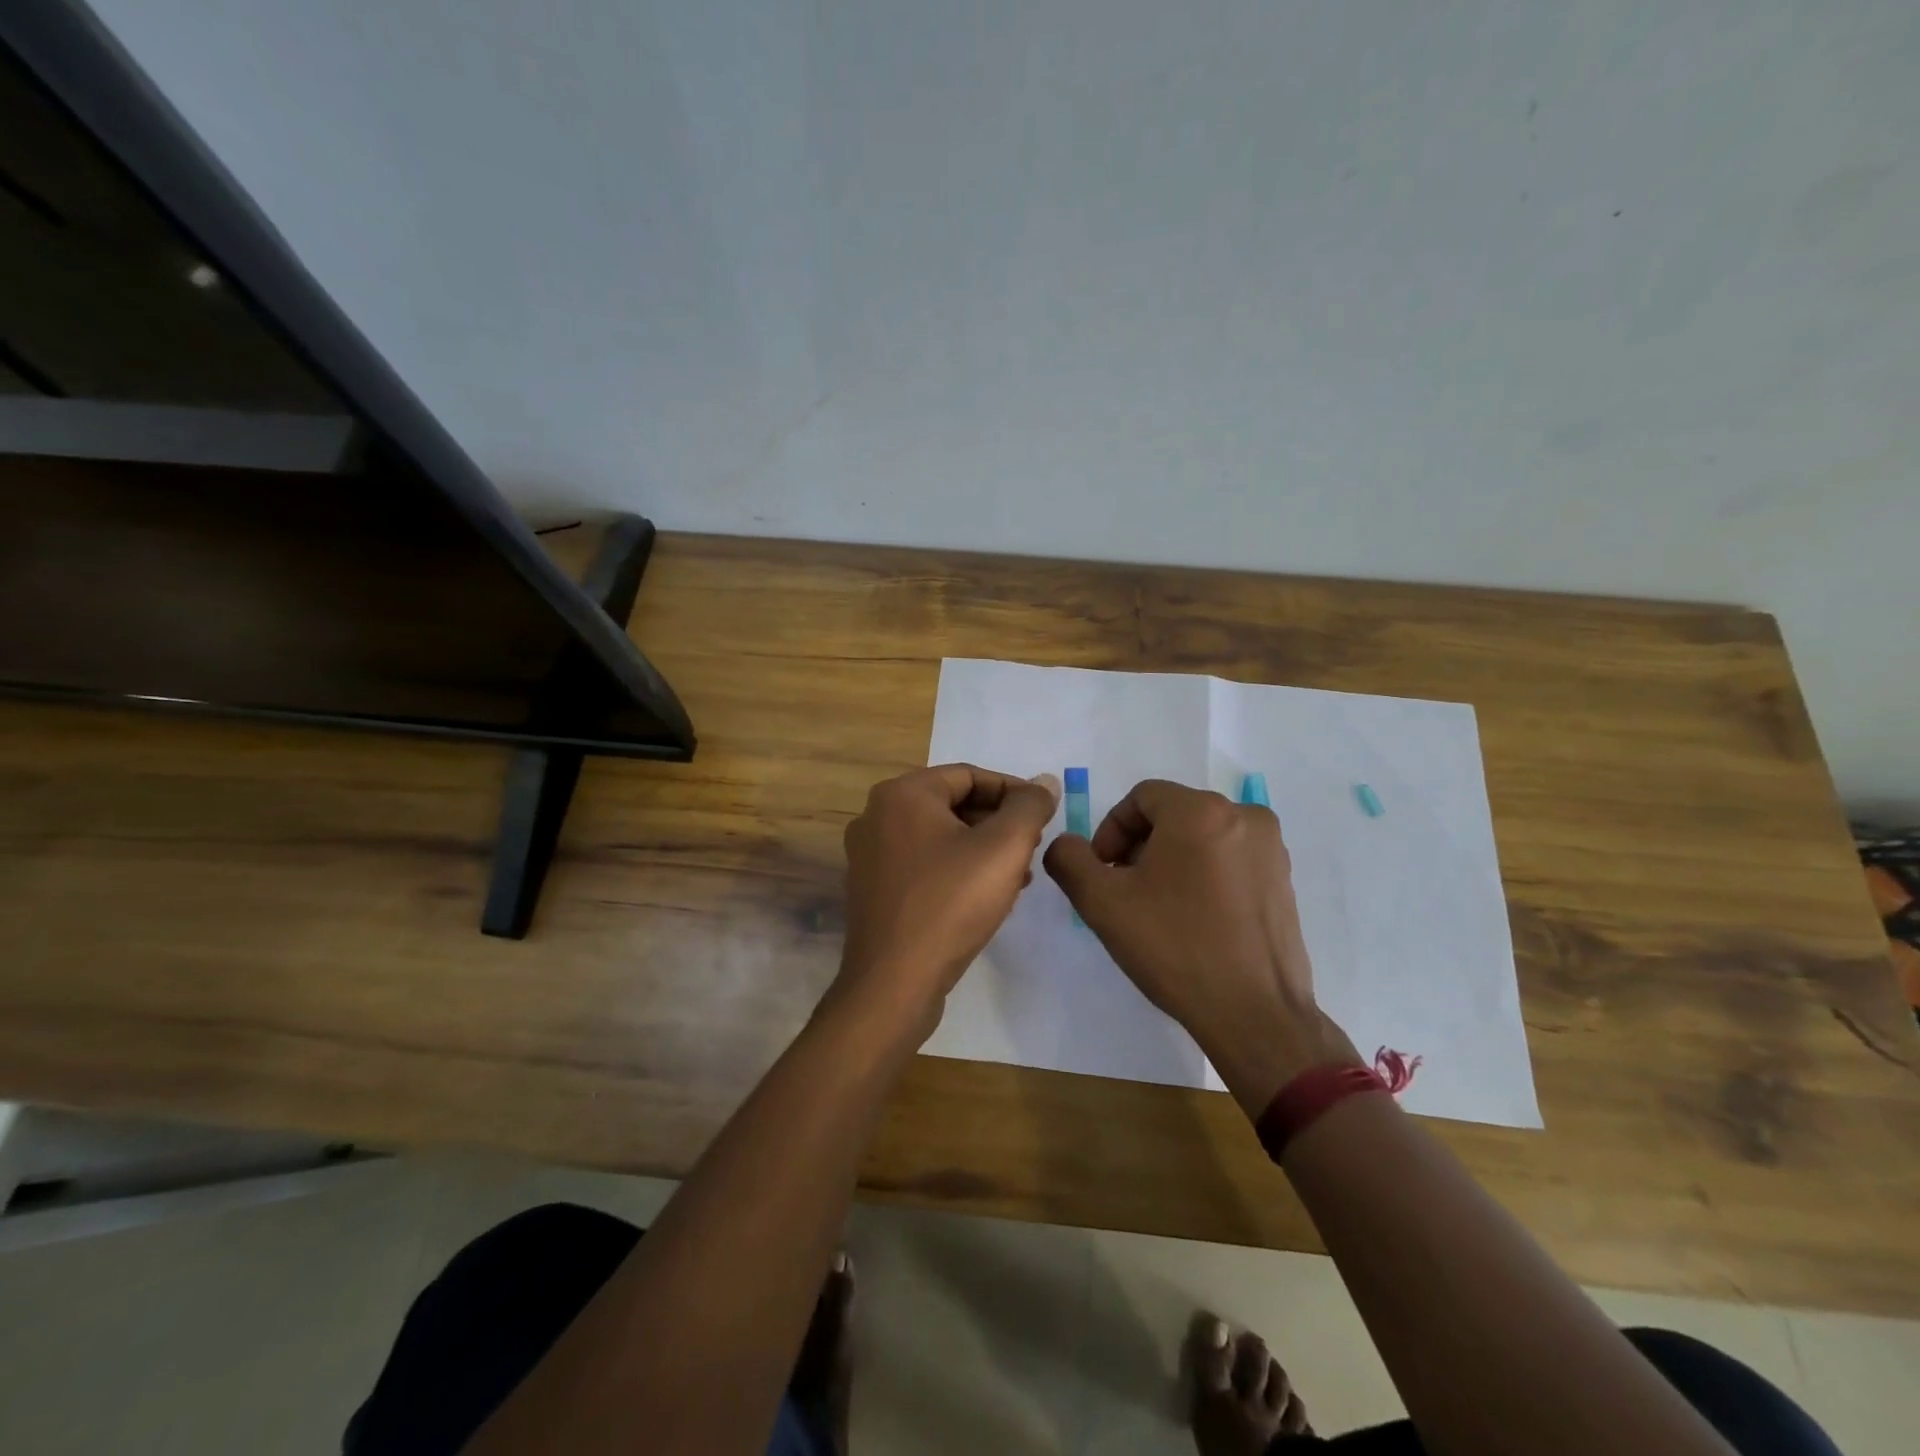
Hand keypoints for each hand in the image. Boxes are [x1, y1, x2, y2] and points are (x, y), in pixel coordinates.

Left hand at [830, 764, 1061, 1047]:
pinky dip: (957, 869)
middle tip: (1032, 846)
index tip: (1044, 815)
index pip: (969, 775)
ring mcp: (869, 854)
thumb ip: (1029, 807)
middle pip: (953, 804)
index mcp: (902, 794)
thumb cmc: (951, 904)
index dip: (1013, 791)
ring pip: (940, 836)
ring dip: (982, 848)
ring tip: (1019, 874)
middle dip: (998, 823)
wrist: (894, 983)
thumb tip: (1044, 781)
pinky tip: (986, 895)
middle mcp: (876, 815)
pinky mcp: (872, 888)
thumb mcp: (1004, 848)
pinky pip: (923, 863)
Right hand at [1043, 779, 1355, 1114]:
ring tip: (1159, 910)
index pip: (1141, 798)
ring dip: (1171, 862)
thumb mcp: (1102, 902)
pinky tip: (1194, 921)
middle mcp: (1244, 816)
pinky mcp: (1284, 880)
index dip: (1111, 831)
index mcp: (1201, 811)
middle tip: (1125, 893)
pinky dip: (1204, 876)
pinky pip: (1229, 860)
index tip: (1103, 874)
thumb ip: (1069, 859)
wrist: (1255, 1013)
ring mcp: (1271, 848)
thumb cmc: (1175, 948)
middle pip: (1172, 815)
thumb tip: (1067, 845)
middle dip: (1140, 847)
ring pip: (1202, 837)